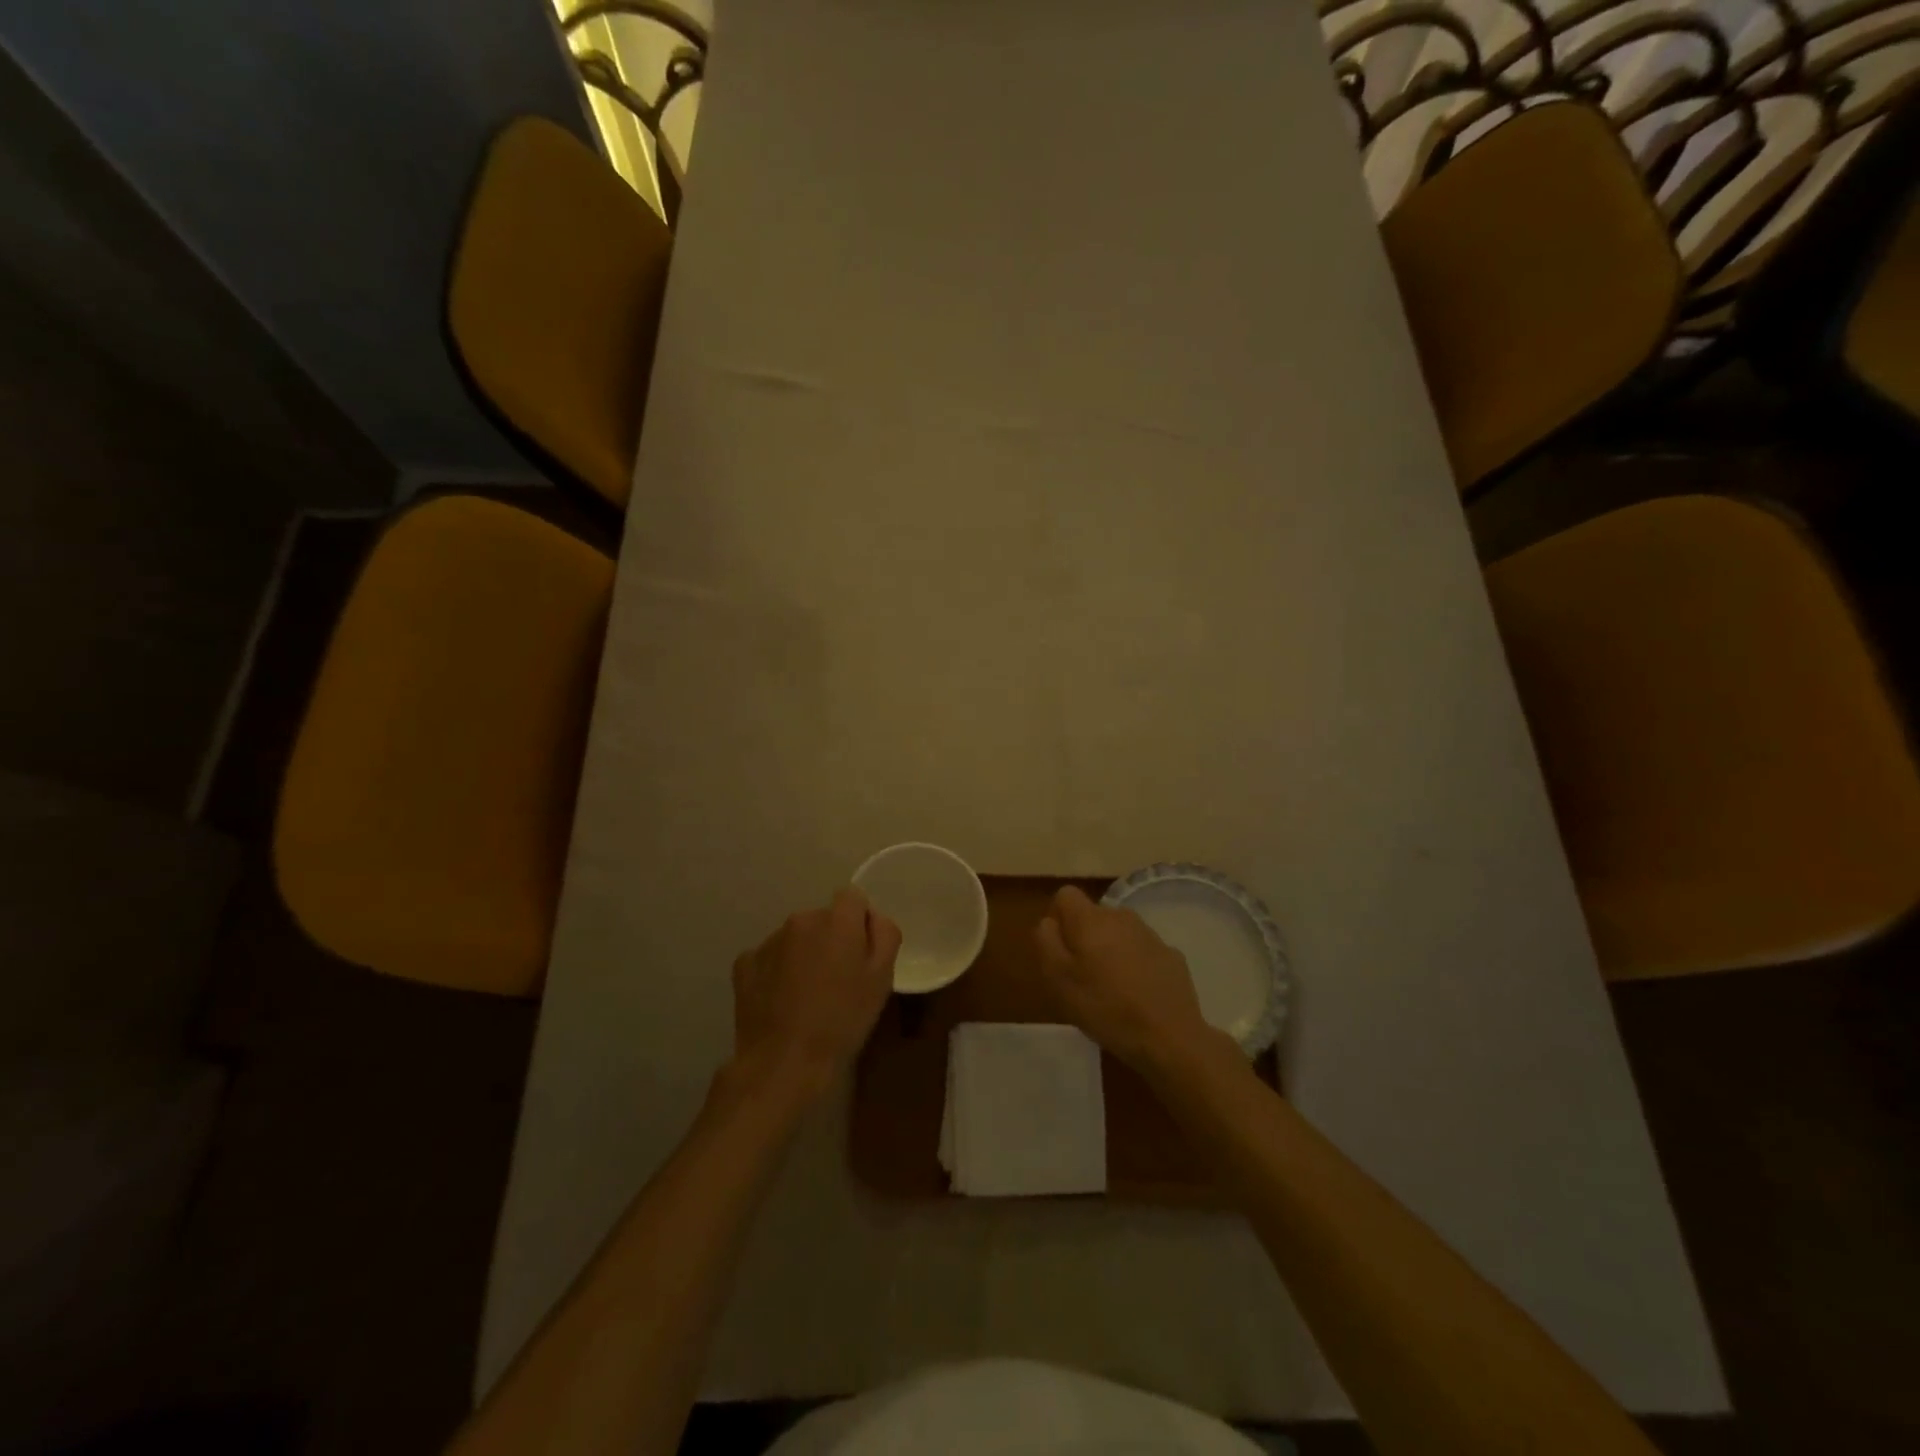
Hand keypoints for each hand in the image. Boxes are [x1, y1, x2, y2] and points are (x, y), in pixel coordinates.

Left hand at [731, 887, 901, 1098]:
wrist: (784, 1063)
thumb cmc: (842, 1021)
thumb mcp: (882, 979)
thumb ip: (885, 935)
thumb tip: (873, 918)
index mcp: (837, 920)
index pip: (853, 897)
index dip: (860, 922)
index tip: (861, 952)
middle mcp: (800, 920)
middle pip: (823, 918)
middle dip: (831, 938)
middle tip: (837, 979)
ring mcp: (768, 941)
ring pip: (795, 937)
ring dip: (803, 954)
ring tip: (806, 995)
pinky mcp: (744, 964)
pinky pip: (769, 958)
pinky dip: (776, 971)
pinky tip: (781, 1001)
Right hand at [1035, 885, 1221, 1074]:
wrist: (1170, 1037)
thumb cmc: (1106, 1008)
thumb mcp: (1059, 980)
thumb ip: (1047, 942)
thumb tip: (1049, 921)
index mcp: (1091, 920)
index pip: (1065, 895)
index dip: (1057, 917)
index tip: (1059, 948)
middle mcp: (1121, 916)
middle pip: (1093, 915)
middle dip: (1084, 937)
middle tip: (1082, 975)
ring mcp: (1150, 935)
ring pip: (1119, 932)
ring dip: (1110, 949)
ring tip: (1111, 987)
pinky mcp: (1171, 954)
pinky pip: (1142, 950)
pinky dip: (1135, 963)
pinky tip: (1138, 994)